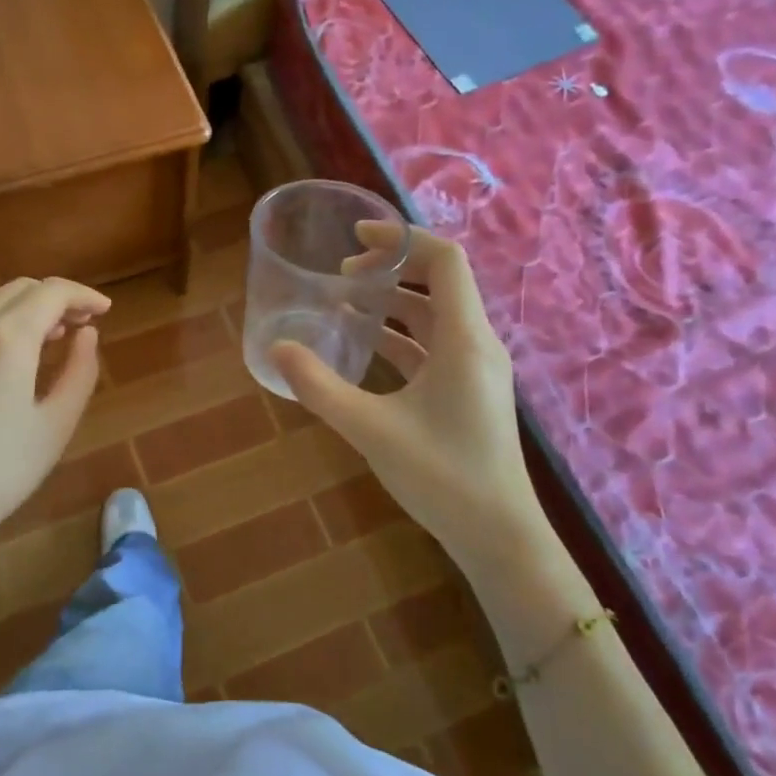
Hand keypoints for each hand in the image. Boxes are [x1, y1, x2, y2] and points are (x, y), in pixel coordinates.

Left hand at [0, 277, 108, 543]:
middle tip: (81, 325)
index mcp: (7, 337)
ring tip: (49, 338)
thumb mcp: (57, 423)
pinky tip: (6, 360)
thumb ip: (80, 370)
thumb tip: (86, 334)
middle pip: (19, 289)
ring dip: (24, 310)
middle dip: (55, 299)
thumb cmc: (1, 469)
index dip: (83, 295)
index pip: (52, 292)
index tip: (104, 311)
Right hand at [271, 226, 539, 568]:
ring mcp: (477, 368)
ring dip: (395, 301)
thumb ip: (319, 387)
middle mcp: (477, 343)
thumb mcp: (370, 429)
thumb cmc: (441, 476)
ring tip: (347, 302)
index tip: (356, 238)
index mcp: (464, 339)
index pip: (444, 260)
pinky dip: (402, 335)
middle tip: (344, 273)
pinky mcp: (471, 391)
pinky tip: (366, 345)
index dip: (401, 238)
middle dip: (392, 267)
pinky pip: (436, 345)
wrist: (499, 537)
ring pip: (437, 315)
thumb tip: (276, 349)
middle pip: (440, 281)